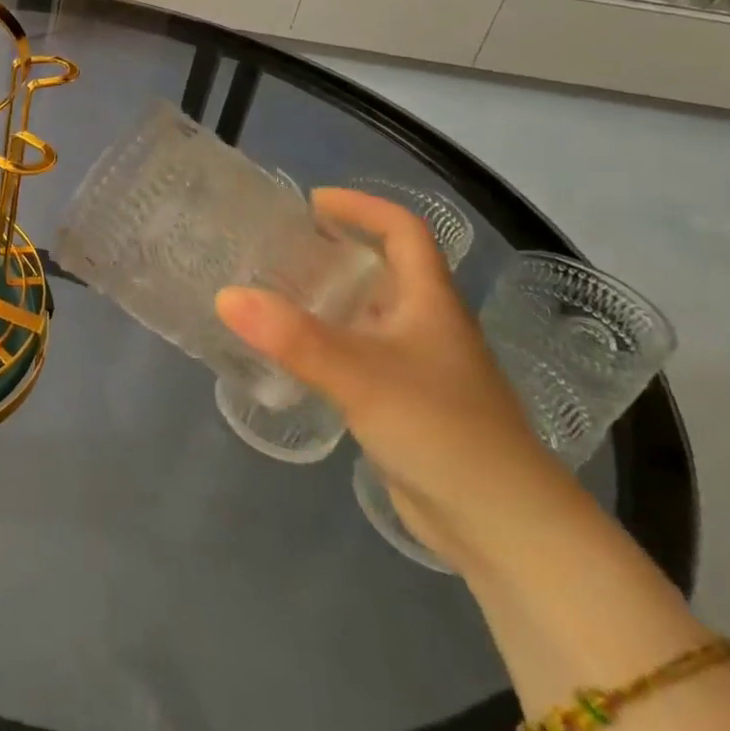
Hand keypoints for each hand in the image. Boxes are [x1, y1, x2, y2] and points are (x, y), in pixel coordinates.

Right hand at [215, 189, 589, 574]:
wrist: (504, 529)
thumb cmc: (443, 432)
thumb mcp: (362, 376)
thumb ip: (293, 337)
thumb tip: (225, 295)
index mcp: (429, 302)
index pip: (405, 231)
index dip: (363, 206)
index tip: (312, 201)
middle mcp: (425, 325)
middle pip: (382, 269)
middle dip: (333, 249)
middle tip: (276, 246)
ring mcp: (417, 367)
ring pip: (367, 314)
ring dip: (326, 297)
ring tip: (270, 291)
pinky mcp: (404, 404)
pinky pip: (358, 354)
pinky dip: (325, 342)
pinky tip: (291, 354)